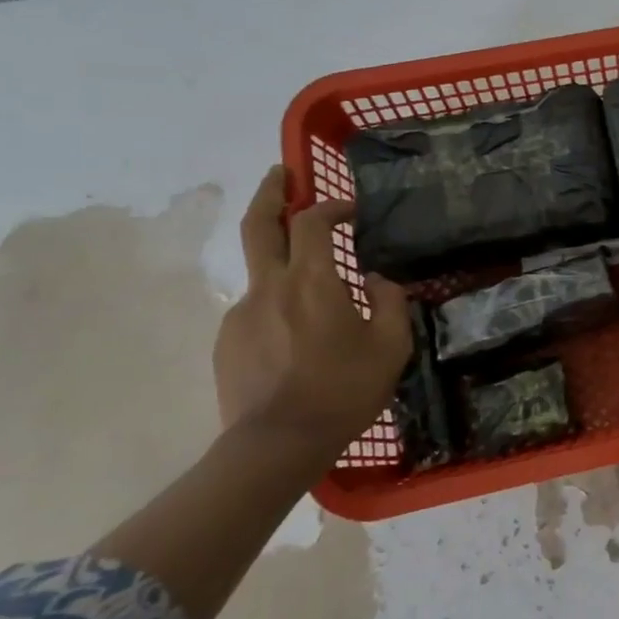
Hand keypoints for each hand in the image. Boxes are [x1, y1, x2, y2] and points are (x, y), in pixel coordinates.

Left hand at [213, 166, 412, 445]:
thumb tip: (377, 280)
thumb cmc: (344, 390)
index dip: (330, 206)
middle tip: (279, 174)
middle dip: (269, 193)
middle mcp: (269, 287)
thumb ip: (390, 302)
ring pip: (259, 271)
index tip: (350, 210)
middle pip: (258, 225)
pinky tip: (296, 334)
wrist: (277, 444)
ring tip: (310, 284)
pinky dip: (276, 304)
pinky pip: (255, 309)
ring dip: (279, 259)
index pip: (311, 222)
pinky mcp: (227, 341)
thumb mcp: (391, 346)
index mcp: (311, 281)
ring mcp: (242, 314)